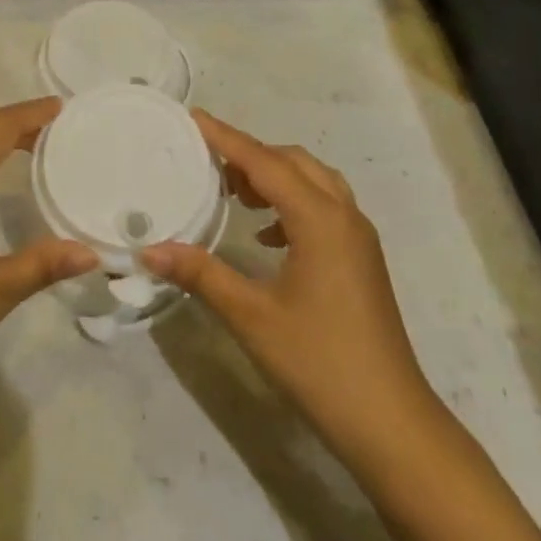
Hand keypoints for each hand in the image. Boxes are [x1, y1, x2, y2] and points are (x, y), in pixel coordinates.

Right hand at [142, 111, 441, 459]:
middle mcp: (344, 216)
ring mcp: (359, 238)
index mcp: (319, 220)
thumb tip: (150, 249)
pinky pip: (325, 207)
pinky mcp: (362, 259)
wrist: (391, 422)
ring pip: (314, 182)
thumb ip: (200, 273)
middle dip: (251, 154)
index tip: (194, 118)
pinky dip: (292, 203)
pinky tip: (266, 235)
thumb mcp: (251, 315)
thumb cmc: (319, 362)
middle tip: (208, 162)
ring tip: (234, 192)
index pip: (265, 163)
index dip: (227, 138)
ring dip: (275, 176)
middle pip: (293, 162)